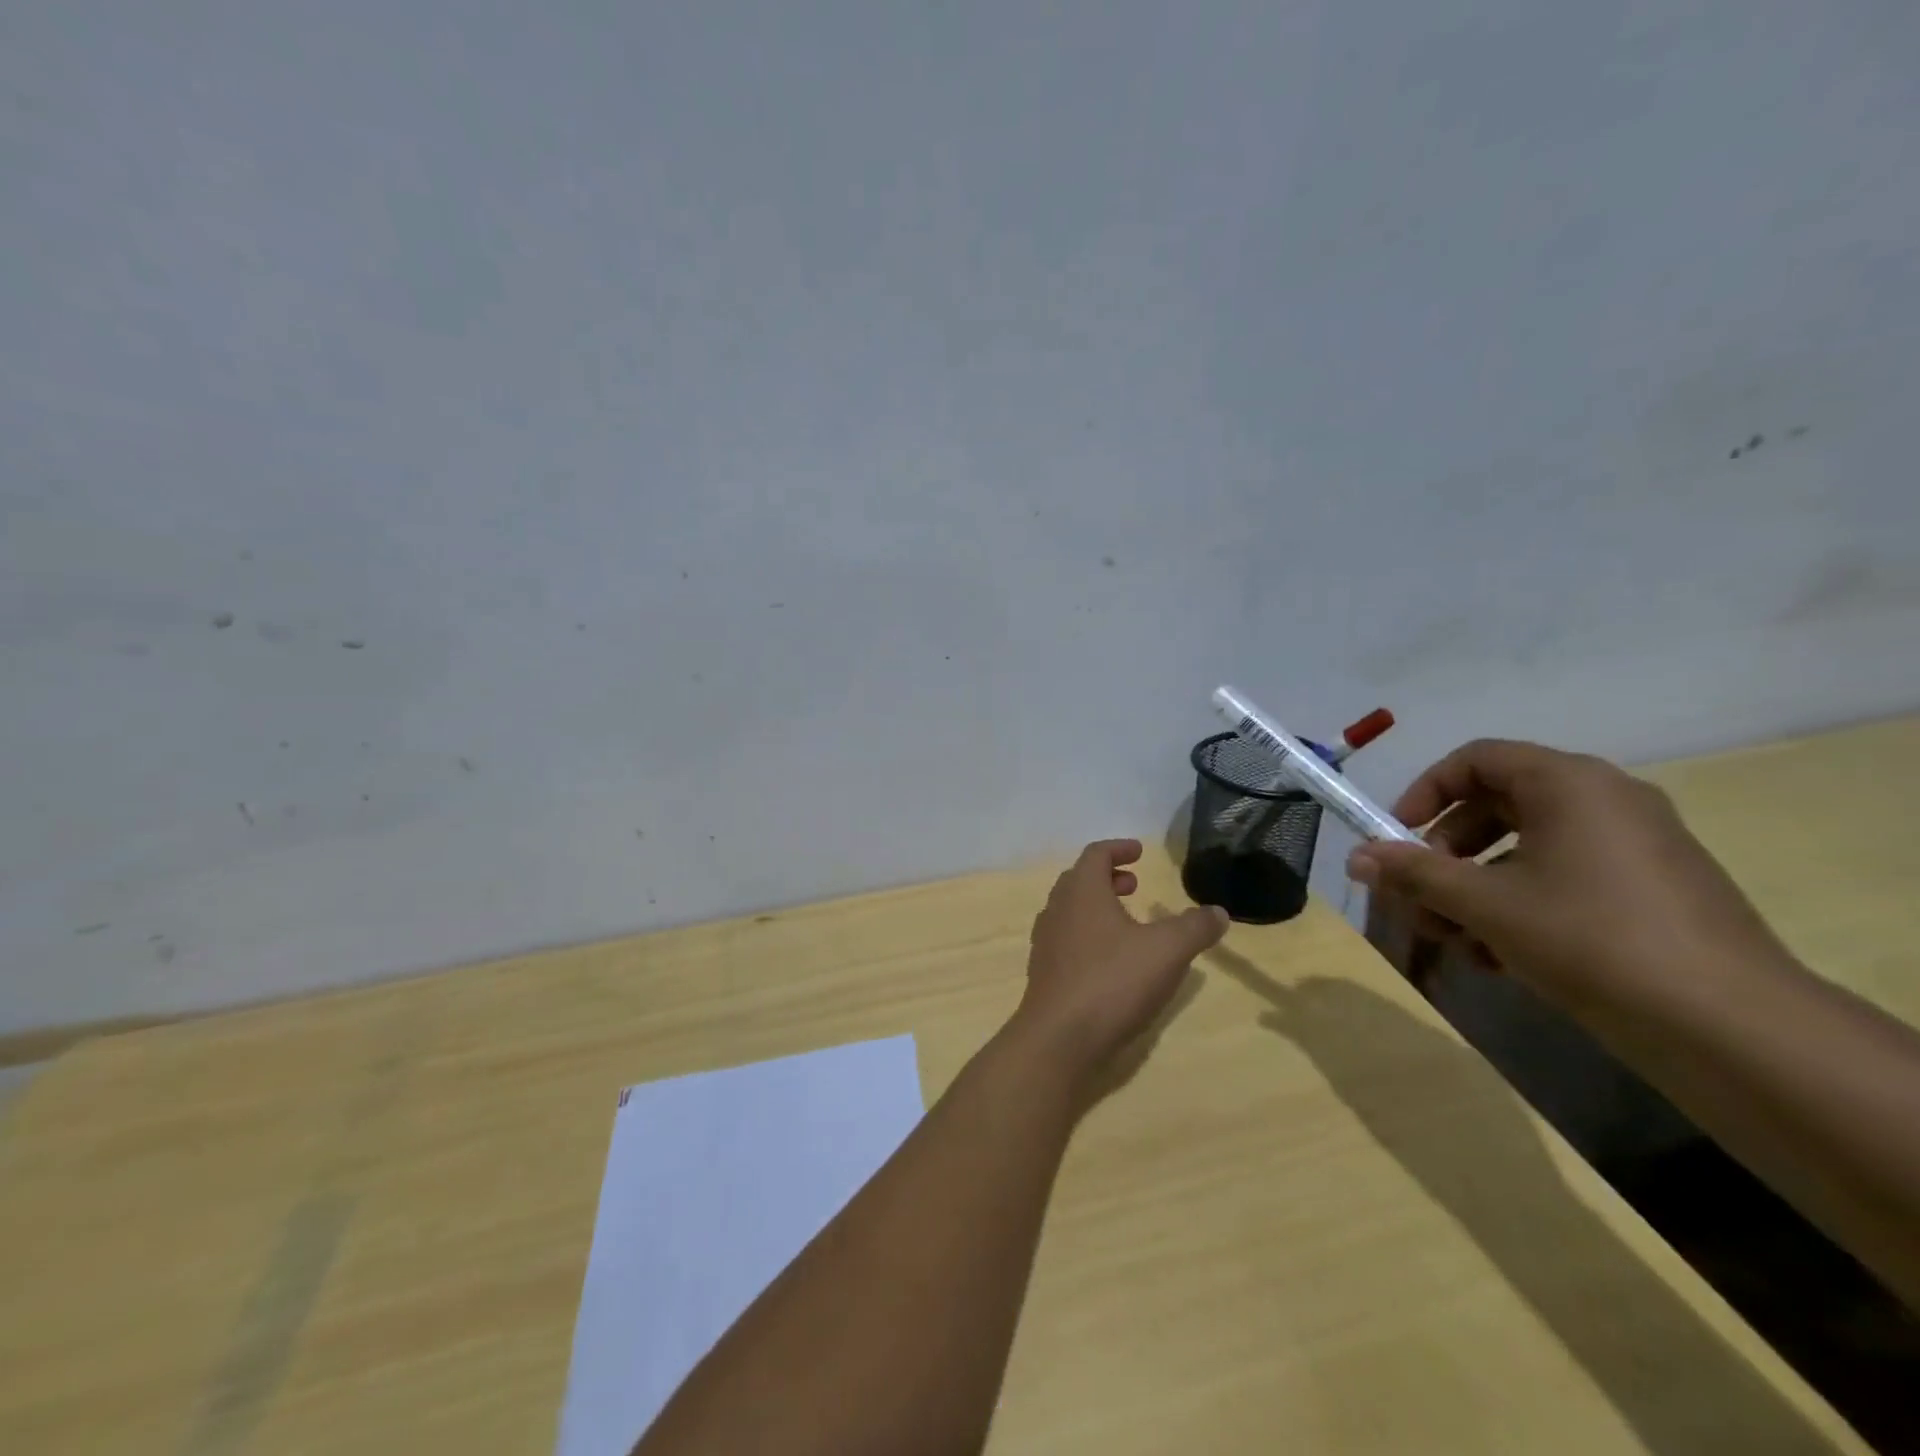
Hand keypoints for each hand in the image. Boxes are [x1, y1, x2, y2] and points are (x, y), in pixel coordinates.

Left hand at [1016, 839, 1228, 1072]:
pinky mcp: (1044, 973)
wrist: (1059, 1038)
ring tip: (1126, 923)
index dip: (1119, 848)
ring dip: (1097, 907)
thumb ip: (1194, 927)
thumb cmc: (1112, 981)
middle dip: (1108, 877)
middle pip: (1079, 880)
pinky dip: (1088, 935)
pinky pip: (1066, 939)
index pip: (1096, 854)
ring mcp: (1046, 942)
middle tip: (1134, 885)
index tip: (1140, 852)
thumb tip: (1218, 912)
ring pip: (1070, 910)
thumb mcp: (1167, 951)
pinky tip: (1110, 962)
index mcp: (1082, 891)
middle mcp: (1057, 909)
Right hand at [1347, 740, 1790, 1008]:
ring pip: (1526, 850)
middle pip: (1496, 806)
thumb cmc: (1589, 938)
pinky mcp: (1650, 890)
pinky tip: (1497, 958)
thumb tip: (1355, 858)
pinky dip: (1520, 905)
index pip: (1475, 760)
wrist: (1731, 1027)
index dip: (1424, 793)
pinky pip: (1564, 878)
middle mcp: (1605, 800)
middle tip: (1418, 896)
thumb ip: (1414, 874)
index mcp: (1568, 783)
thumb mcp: (1484, 903)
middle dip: (1445, 854)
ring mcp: (1634, 846)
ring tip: (1452, 939)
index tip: (1397, 838)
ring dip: (1475, 888)